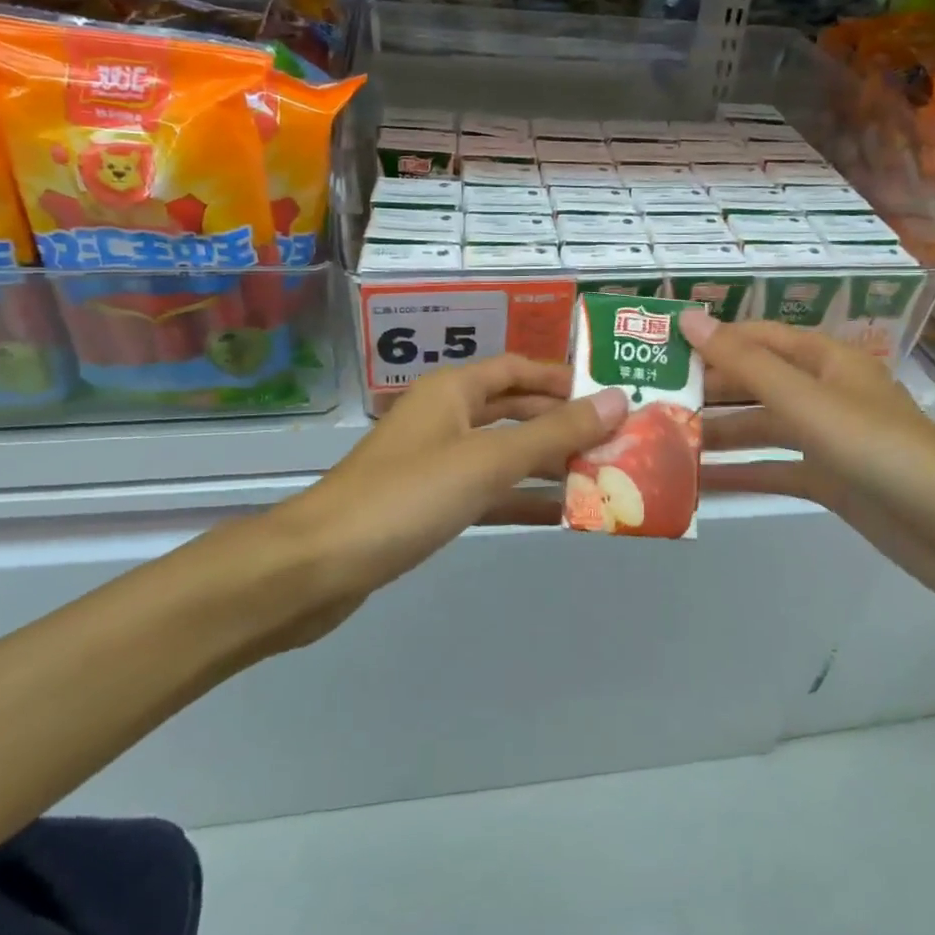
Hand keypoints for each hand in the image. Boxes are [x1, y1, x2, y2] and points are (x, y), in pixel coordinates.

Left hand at [242, 356, 627, 648]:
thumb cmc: (405, 497)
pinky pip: (486, 491)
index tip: (609, 393)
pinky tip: (558, 514)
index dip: (562, 378)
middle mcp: (444, 417)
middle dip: (561, 423)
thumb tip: (616, 400)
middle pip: (514, 410)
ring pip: (503, 453)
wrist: (317, 566)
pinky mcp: (428, 505)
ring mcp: (435, 463)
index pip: (517, 369)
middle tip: (616, 438)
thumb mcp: (487, 461)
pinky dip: (520, 498)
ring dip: (546, 463)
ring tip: (602, 474)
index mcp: (452, 390)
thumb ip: (554, 434)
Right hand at [686, 313, 934, 605]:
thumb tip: (689, 318)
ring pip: (762, 428)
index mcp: (826, 360)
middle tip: (650, 401)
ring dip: (719, 434)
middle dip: (708, 391)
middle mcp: (825, 393)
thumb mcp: (807, 402)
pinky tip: (699, 482)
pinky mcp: (830, 481)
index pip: (757, 338)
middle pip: (756, 383)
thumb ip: (746, 364)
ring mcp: (827, 439)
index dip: (712, 338)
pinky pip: (776, 469)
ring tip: (662, 441)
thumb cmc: (881, 450)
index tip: (660, 348)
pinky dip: (742, 473)